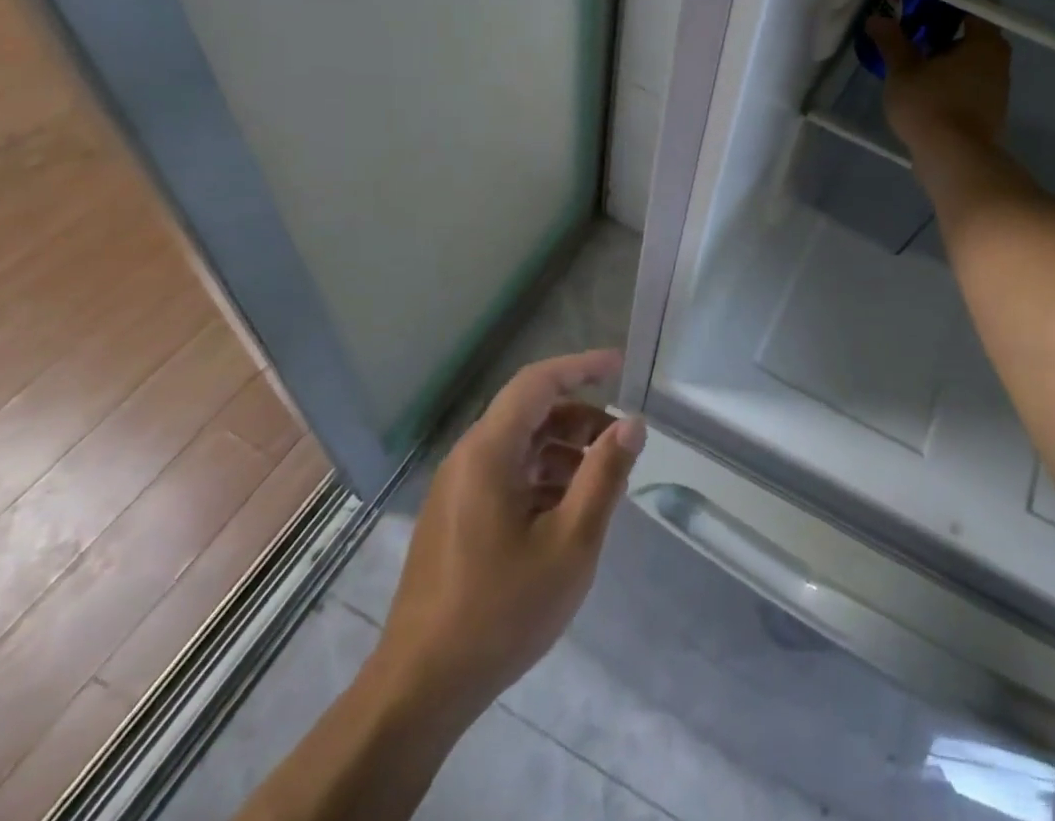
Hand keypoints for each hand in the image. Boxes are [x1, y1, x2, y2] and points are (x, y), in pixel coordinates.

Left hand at [380, 351, 644, 712]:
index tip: (620, 366)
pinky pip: (506, 474)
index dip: (581, 367)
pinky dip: (543, 476)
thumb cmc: (501, 610)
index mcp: (489, 452)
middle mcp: (467, 458)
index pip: (537, 382)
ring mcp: (457, 489)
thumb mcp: (571, 542)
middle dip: (580, 417)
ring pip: (519, 446)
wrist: (421, 688)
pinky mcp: (456, 517)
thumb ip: (604, 475)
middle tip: (621, 441)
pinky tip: (568, 511)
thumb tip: (632, 423)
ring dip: (564, 450)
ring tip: (602, 481)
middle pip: (530, 412)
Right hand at [867, 0, 1011, 155]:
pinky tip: (925, 93)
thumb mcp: (903, 71)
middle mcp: (998, 62)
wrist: (955, 161)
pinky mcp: (989, 116)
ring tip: (913, 66)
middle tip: (912, 35)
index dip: (946, 5)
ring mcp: (997, 91)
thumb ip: (892, 42)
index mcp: (985, 42)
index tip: (921, 7)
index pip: (971, 9)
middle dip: (943, 36)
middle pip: (971, 38)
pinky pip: (967, 89)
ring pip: (969, 66)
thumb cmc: (931, 105)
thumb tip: (877, 18)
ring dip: (945, 64)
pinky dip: (950, 86)